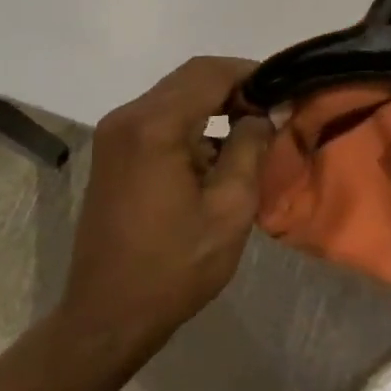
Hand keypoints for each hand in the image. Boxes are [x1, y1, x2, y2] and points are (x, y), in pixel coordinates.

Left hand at [65, 57, 271, 352]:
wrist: (107, 317)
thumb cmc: (174, 267)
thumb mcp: (229, 209)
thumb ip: (251, 148)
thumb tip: (265, 112)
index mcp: (154, 126)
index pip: (210, 73)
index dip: (250, 74)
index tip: (283, 91)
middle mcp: (128, 117)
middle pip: (190, 77)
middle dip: (234, 86)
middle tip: (270, 110)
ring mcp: (115, 133)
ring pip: (175, 94)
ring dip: (213, 103)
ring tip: (251, 130)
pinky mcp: (113, 151)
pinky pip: (159, 117)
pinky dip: (191, 121)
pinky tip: (215, 151)